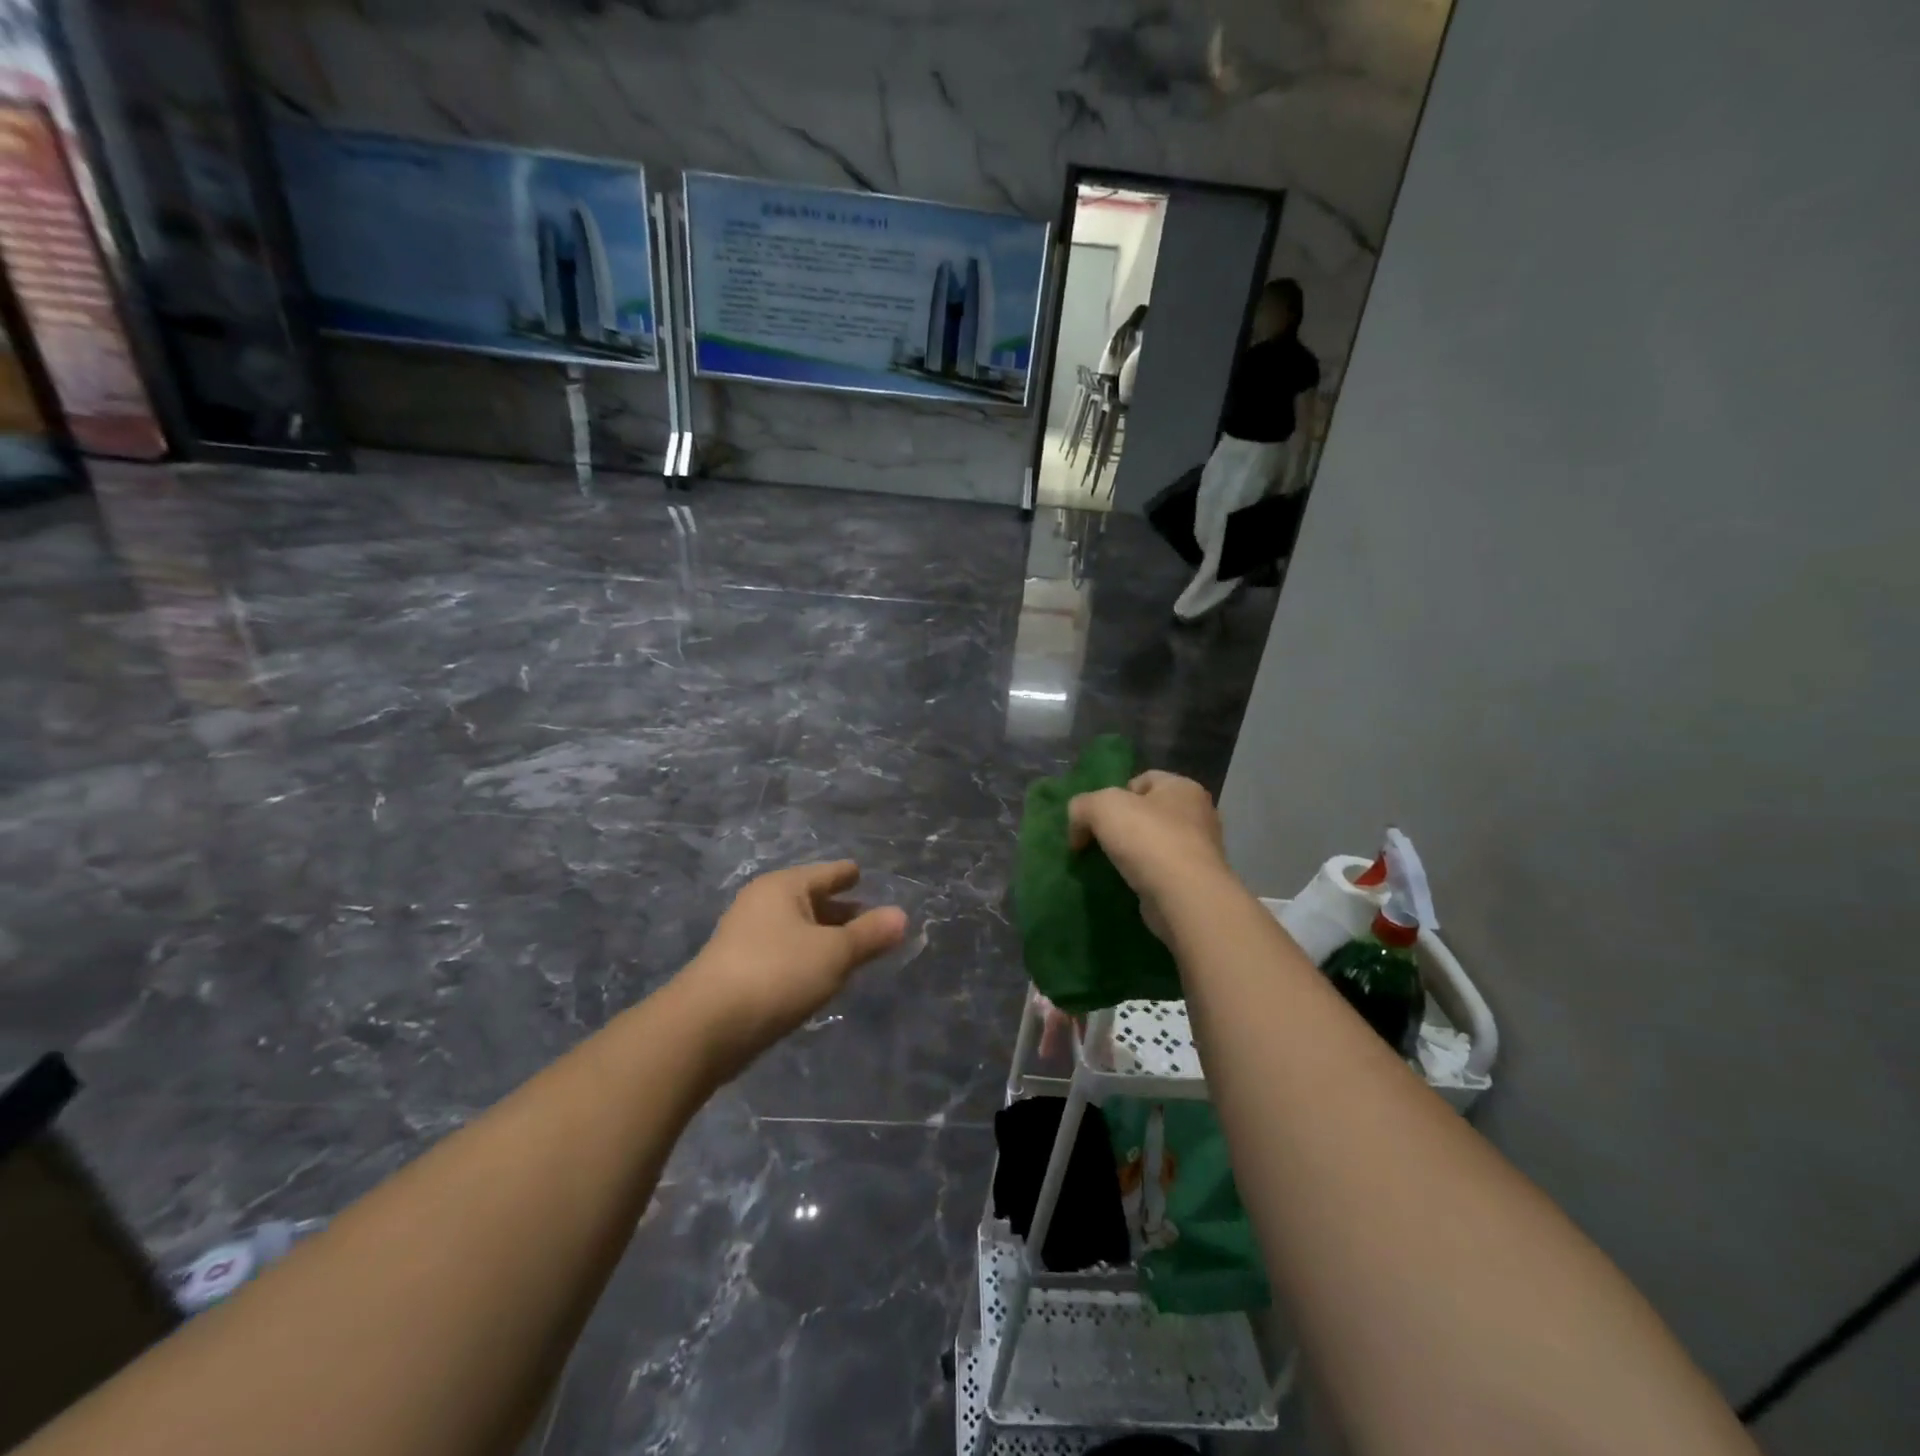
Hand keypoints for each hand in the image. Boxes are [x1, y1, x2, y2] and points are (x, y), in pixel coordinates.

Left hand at [677, 861, 907, 1078]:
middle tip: (871, 920)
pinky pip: (784, 953)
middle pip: (811, 900)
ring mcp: (746, 937)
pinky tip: (821, 975)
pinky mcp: (739, 971)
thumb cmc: (777, 974)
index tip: (862, 874)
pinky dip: (806, 957)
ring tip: (852, 950)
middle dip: (840, 910)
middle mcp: (762, 904)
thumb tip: (902, 916)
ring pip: (797, 929)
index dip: (847, 874)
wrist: (707, 1028)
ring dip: (824, 937)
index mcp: (783, 887)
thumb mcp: (834, 953)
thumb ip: (870, 935)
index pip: (826, 873)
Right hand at [1068, 771, 1233, 937]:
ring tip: (1109, 866)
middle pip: (1148, 812)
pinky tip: (1127, 884)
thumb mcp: (1101, 807)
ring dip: (1132, 853)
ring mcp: (1200, 850)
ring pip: (1154, 843)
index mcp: (1182, 787)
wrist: (1184, 897)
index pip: (1142, 780)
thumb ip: (1081, 807)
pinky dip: (1143, 876)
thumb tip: (1078, 830)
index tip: (1097, 818)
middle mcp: (1197, 814)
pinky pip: (1161, 871)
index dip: (1114, 794)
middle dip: (1121, 825)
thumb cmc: (1148, 838)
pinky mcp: (1195, 881)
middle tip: (1098, 842)